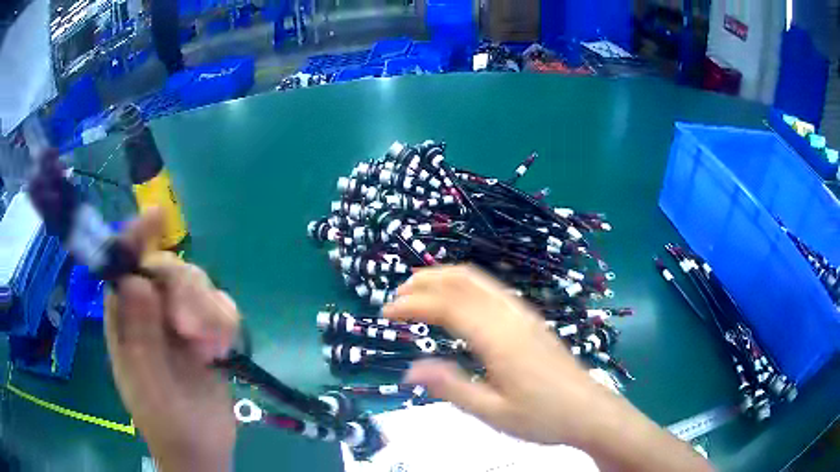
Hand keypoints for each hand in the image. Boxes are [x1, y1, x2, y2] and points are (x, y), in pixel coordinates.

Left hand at [104, 209, 239, 471]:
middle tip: (193, 330)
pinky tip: (222, 348)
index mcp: (125, 319)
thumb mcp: (147, 383)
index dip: (136, 238)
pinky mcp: (206, 332)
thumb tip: (136, 282)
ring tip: (211, 348)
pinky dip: (225, 321)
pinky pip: (220, 305)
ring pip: (197, 284)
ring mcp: (179, 321)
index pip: (125, 266)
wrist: (202, 448)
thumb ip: (138, 335)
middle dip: (185, 292)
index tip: (156, 217)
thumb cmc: (165, 420)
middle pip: (167, 270)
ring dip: (208, 311)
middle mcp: (150, 311)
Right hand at [383, 265, 709, 470]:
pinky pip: (493, 290)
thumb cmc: (542, 417)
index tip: (386, 312)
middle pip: (463, 281)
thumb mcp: (492, 412)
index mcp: (498, 338)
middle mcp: (511, 316)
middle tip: (397, 295)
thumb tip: (410, 370)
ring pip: (480, 280)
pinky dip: (466, 285)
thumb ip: (451, 387)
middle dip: (426, 281)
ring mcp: (524, 315)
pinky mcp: (531, 320)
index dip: (413, 304)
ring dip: (446, 278)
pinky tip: (459, 301)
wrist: (589, 411)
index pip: (447, 306)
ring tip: (420, 289)